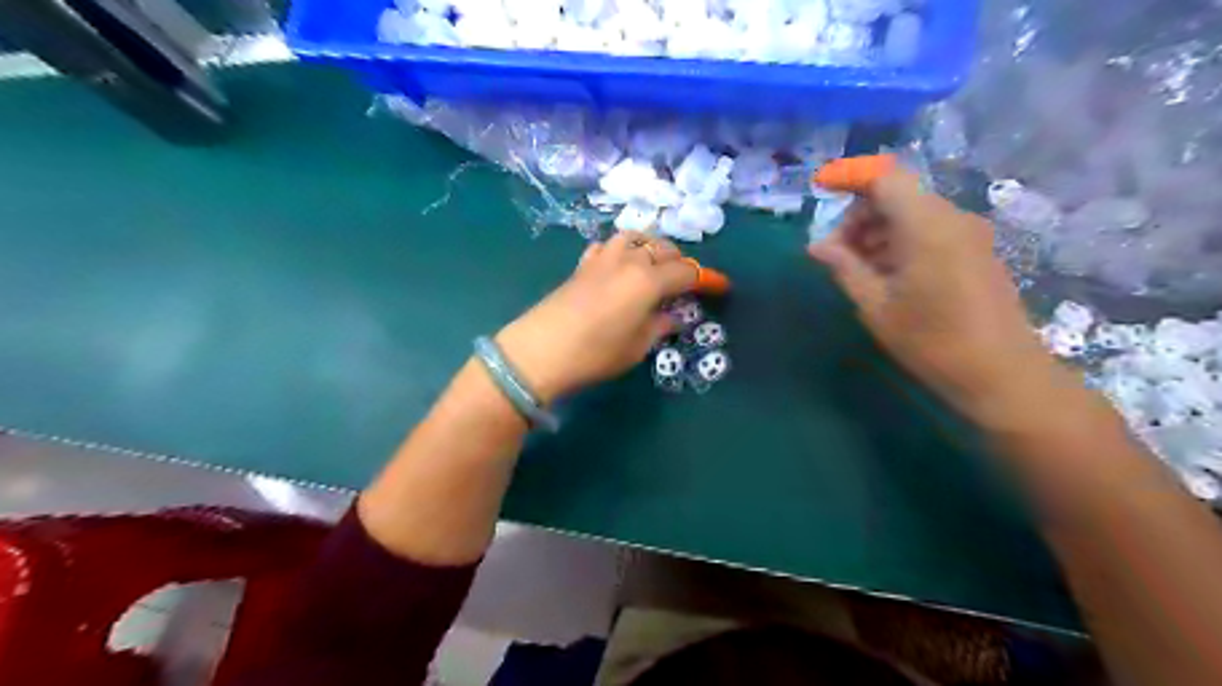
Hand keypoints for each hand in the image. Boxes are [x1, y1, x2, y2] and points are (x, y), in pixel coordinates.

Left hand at [491, 231, 697, 401]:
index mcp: (649, 280)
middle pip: (664, 249)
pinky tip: (620, 264)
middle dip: (681, 262)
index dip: (707, 279)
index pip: (687, 271)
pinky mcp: (583, 264)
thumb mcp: (637, 347)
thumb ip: (659, 326)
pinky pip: (609, 245)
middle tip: (686, 283)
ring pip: (636, 237)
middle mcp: (629, 260)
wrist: (541, 350)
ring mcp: (603, 258)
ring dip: (652, 247)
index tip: (721, 287)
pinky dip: (622, 249)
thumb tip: (673, 316)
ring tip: (655, 266)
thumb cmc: (596, 353)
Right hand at [809, 167, 1054, 423]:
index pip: (884, 177)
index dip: (850, 177)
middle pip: (897, 194)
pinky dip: (900, 242)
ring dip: (878, 231)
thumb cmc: (931, 341)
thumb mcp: (875, 306)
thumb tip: (817, 246)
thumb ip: (844, 267)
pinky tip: (886, 276)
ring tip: (857, 270)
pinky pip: (930, 230)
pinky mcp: (976, 251)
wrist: (1001, 374)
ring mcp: (968, 234)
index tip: (822, 190)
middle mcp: (951, 218)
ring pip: (912, 213)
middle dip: (859, 216)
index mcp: (926, 226)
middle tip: (835, 255)